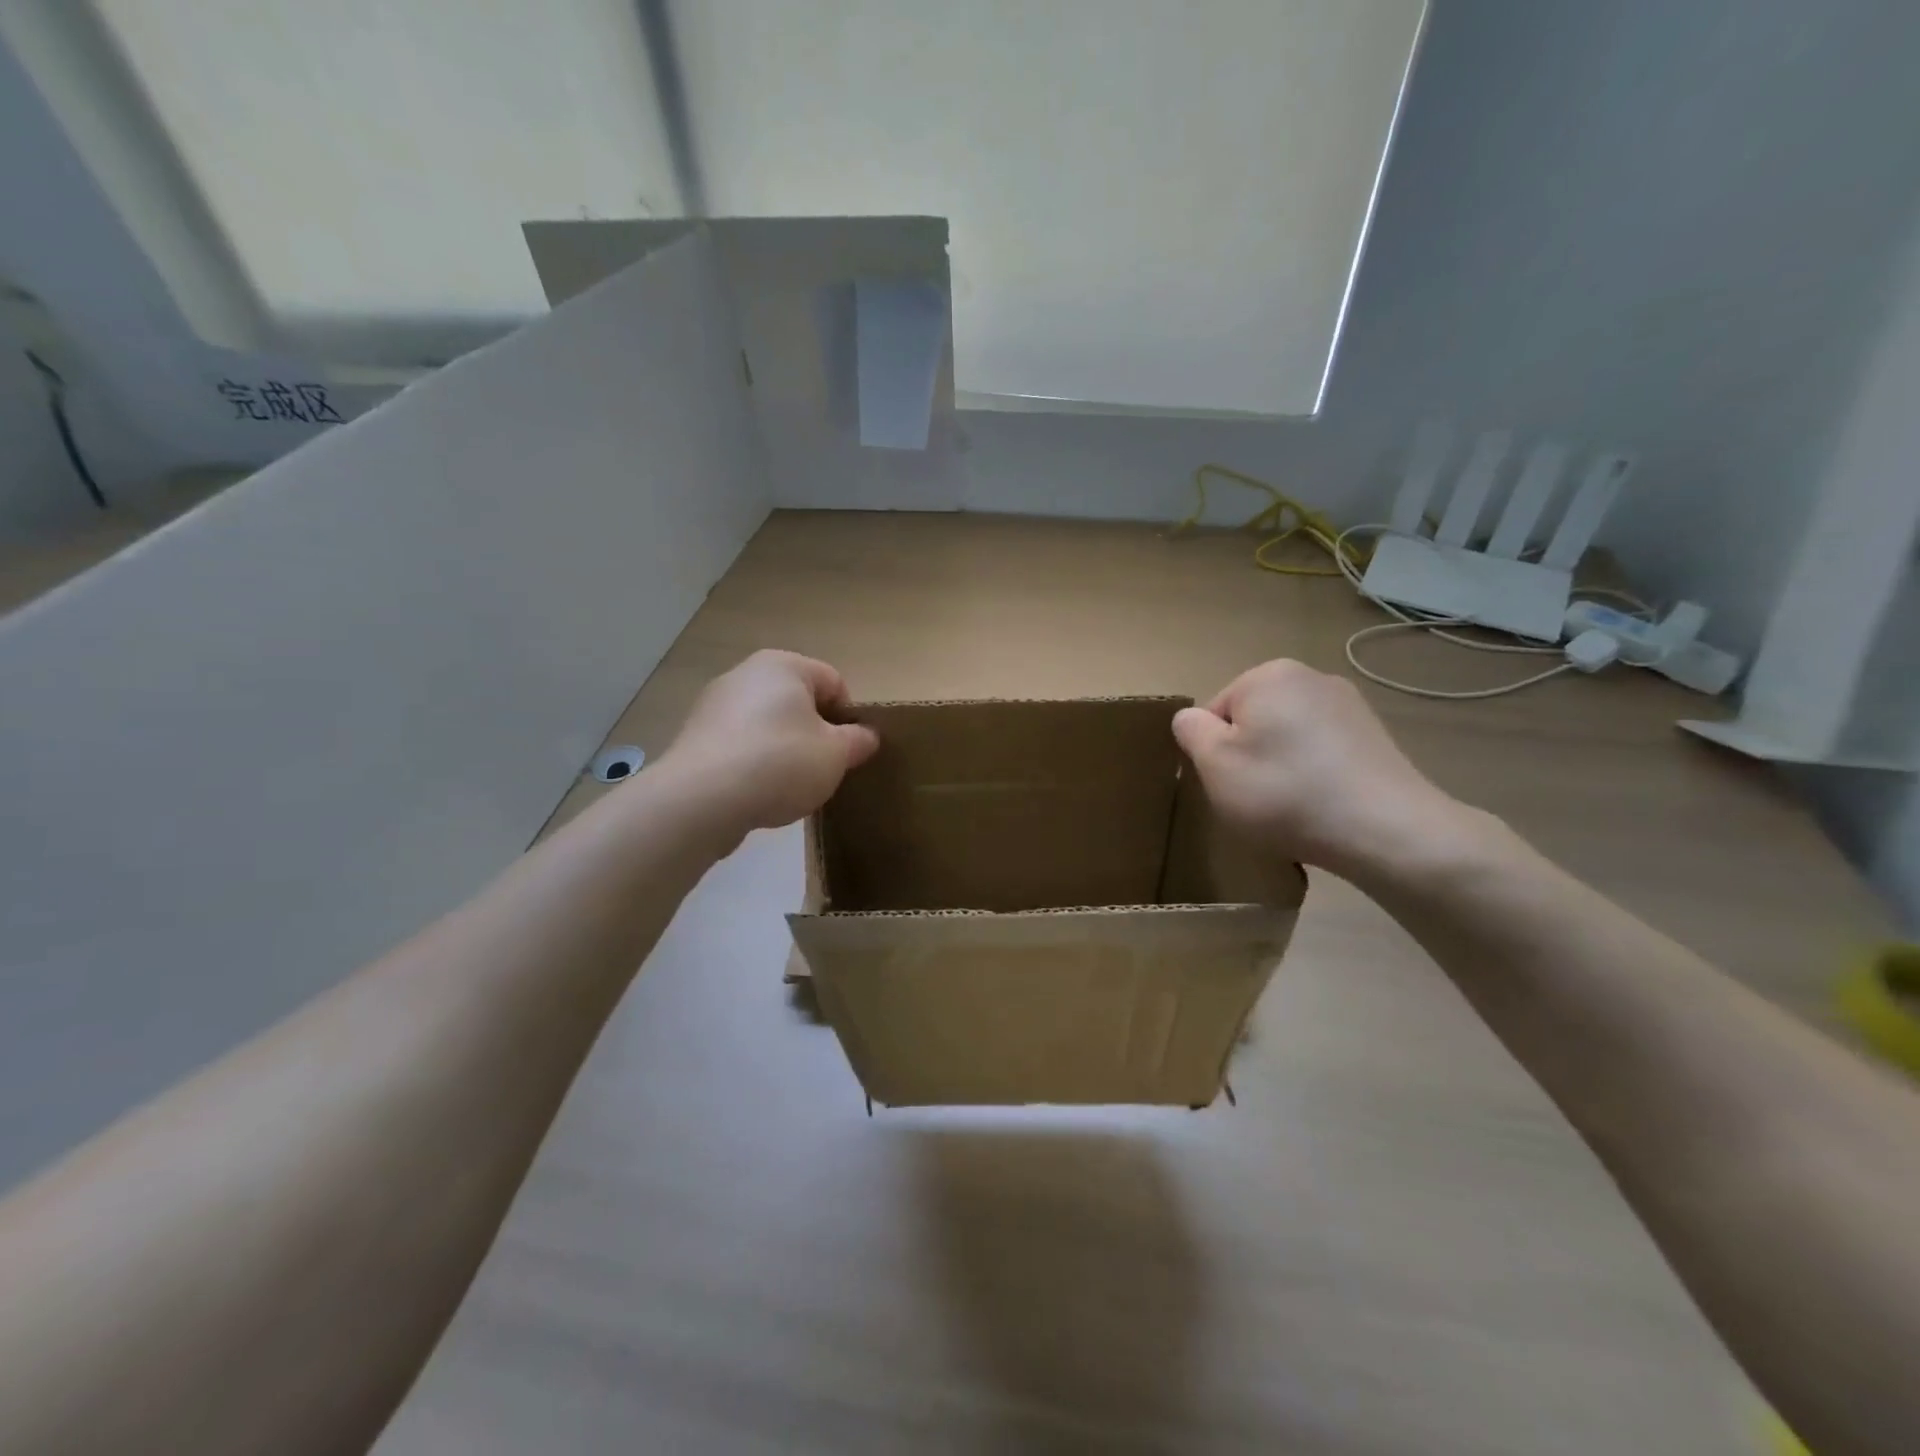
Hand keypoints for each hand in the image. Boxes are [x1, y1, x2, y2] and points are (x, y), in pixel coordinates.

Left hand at [655, 650, 878, 839]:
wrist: (702, 799)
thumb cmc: (780, 762)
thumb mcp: (836, 755)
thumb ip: (858, 741)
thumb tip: (866, 736)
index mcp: (783, 665)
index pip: (834, 682)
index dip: (848, 718)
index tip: (848, 752)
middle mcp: (746, 674)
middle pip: (798, 703)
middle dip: (815, 734)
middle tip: (823, 770)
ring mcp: (714, 705)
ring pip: (768, 725)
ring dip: (784, 751)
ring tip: (788, 787)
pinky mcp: (695, 738)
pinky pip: (740, 746)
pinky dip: (754, 764)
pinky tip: (758, 793)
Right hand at [1172, 659, 1472, 879]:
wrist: (1386, 830)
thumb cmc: (1285, 793)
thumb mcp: (1215, 765)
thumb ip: (1191, 731)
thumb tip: (1191, 718)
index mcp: (1268, 676)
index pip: (1215, 712)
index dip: (1213, 752)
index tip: (1229, 784)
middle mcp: (1310, 677)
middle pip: (1253, 721)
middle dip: (1249, 756)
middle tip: (1256, 799)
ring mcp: (1348, 705)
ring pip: (1288, 738)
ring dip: (1281, 767)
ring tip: (1292, 806)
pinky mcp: (1374, 736)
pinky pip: (1321, 752)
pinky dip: (1313, 775)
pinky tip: (1321, 806)